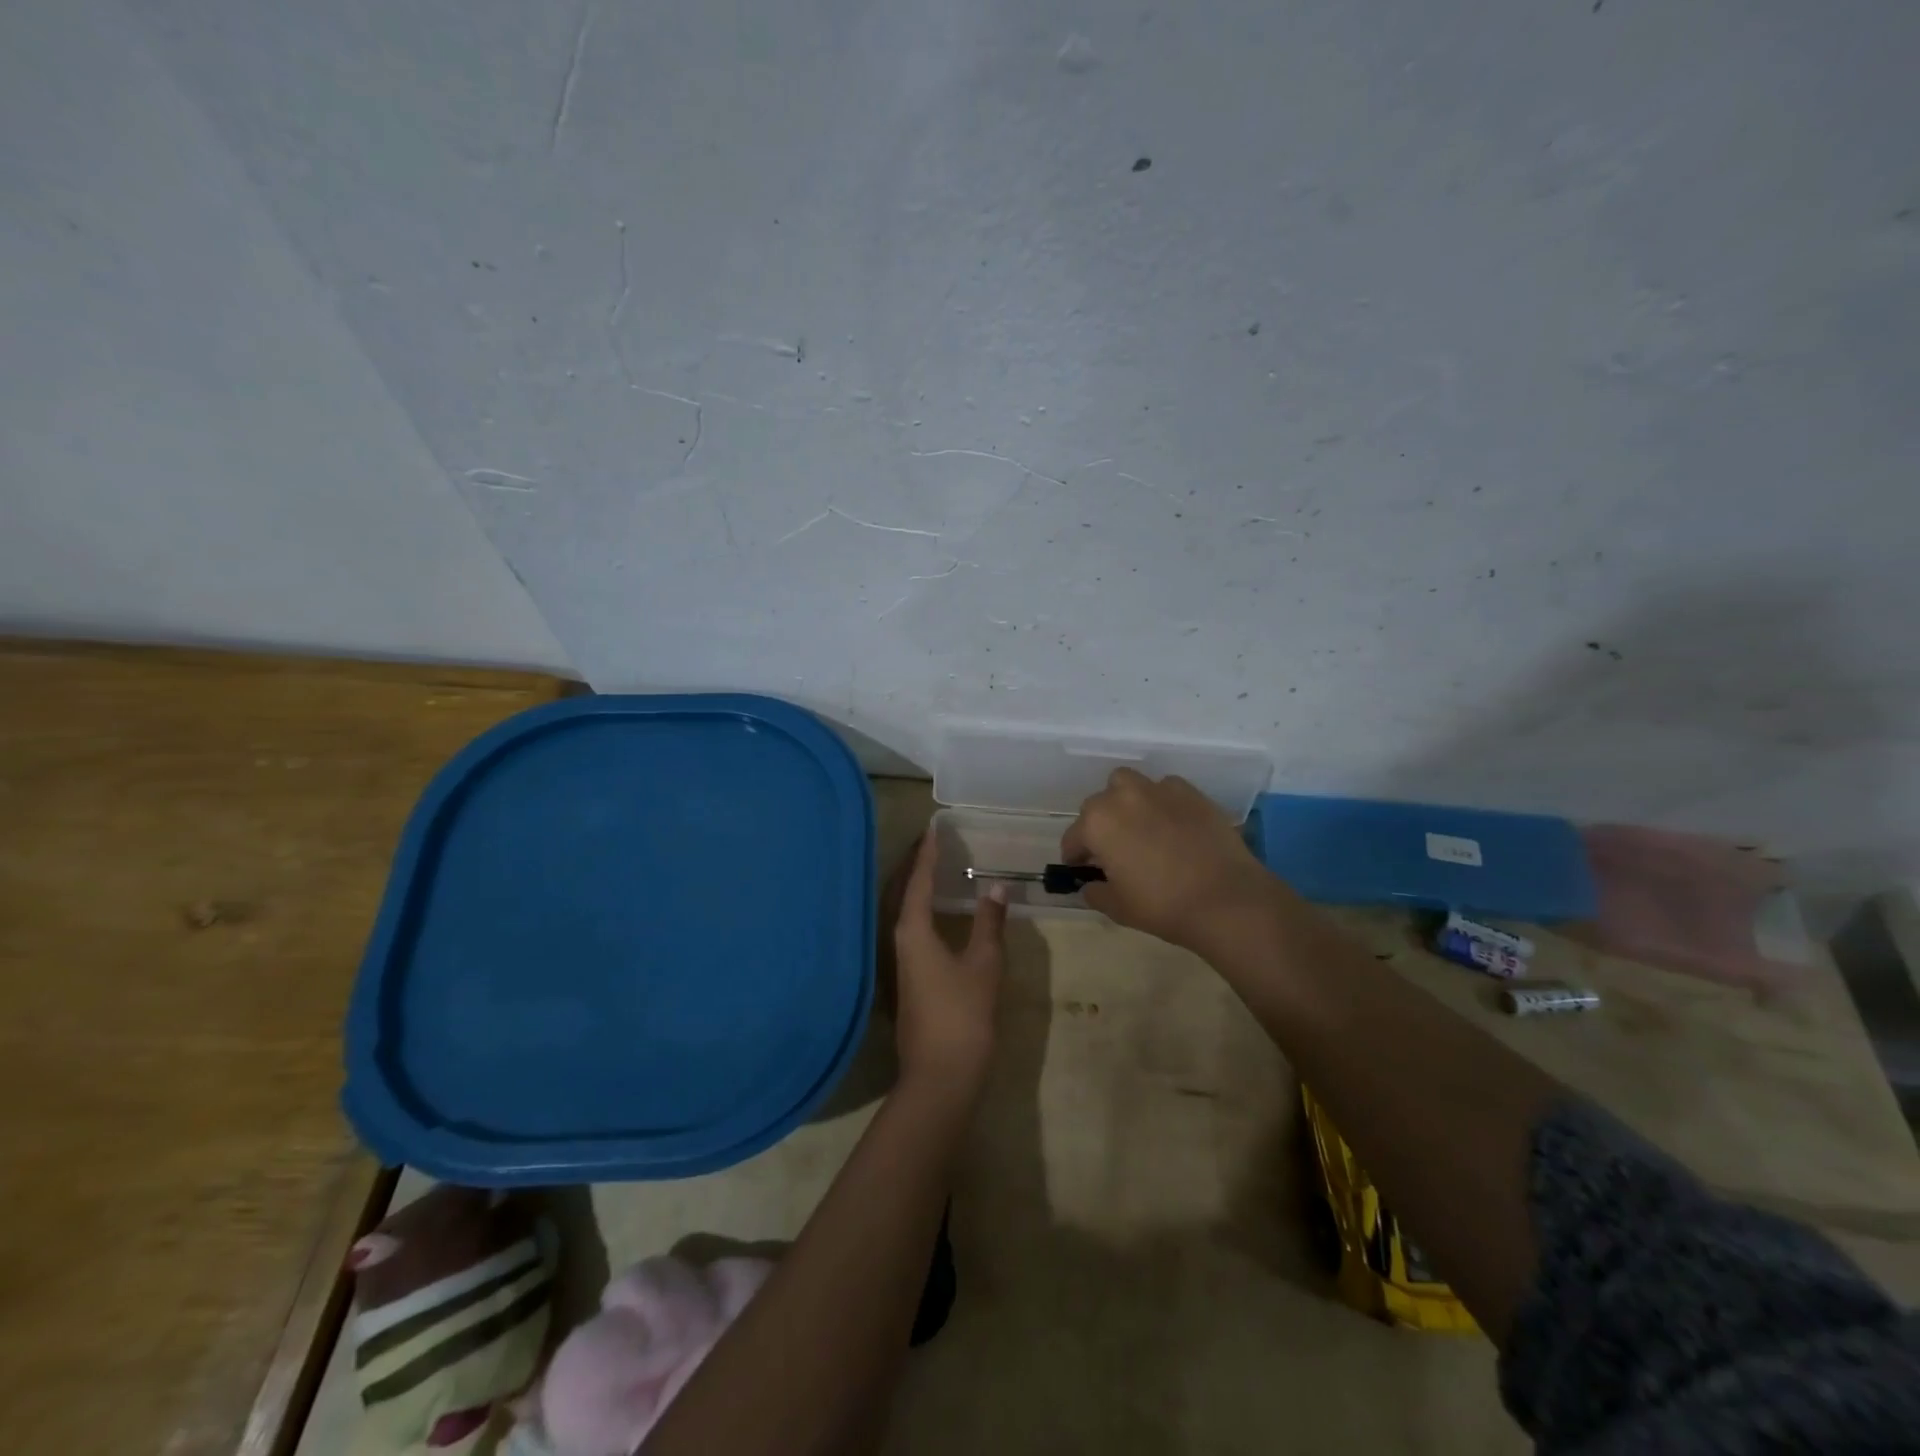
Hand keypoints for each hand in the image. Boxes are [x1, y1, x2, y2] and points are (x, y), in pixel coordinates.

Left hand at [890, 834, 1008, 1098]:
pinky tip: (935, 914)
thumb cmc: (963, 1014)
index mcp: (912, 931)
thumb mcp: (984, 964)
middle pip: (901, 893)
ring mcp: (899, 963)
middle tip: (931, 843)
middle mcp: (898, 941)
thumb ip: (989, 922)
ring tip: (932, 869)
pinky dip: (919, 910)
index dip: (926, 854)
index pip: (917, 881)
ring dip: (914, 888)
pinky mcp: (906, 980)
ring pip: (902, 913)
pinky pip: (909, 930)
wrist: (940, 1076)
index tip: (934, 829)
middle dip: (914, 866)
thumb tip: (995, 886)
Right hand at [1060, 769, 1280, 952]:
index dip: (1075, 857)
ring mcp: (1158, 789)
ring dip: (1125, 802)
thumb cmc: (1162, 905)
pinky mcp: (1190, 792)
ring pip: (1128, 785)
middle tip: (1112, 852)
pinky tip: (1171, 825)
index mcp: (1097, 823)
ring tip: (1138, 827)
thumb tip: (1091, 885)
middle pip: (1098, 806)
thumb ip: (1095, 892)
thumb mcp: (1117, 907)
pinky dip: (1160, 802)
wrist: (1226, 899)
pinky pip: (1164, 789)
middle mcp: (1122, 796)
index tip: (1082, 870)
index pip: (1073, 838)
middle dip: (1099, 826)